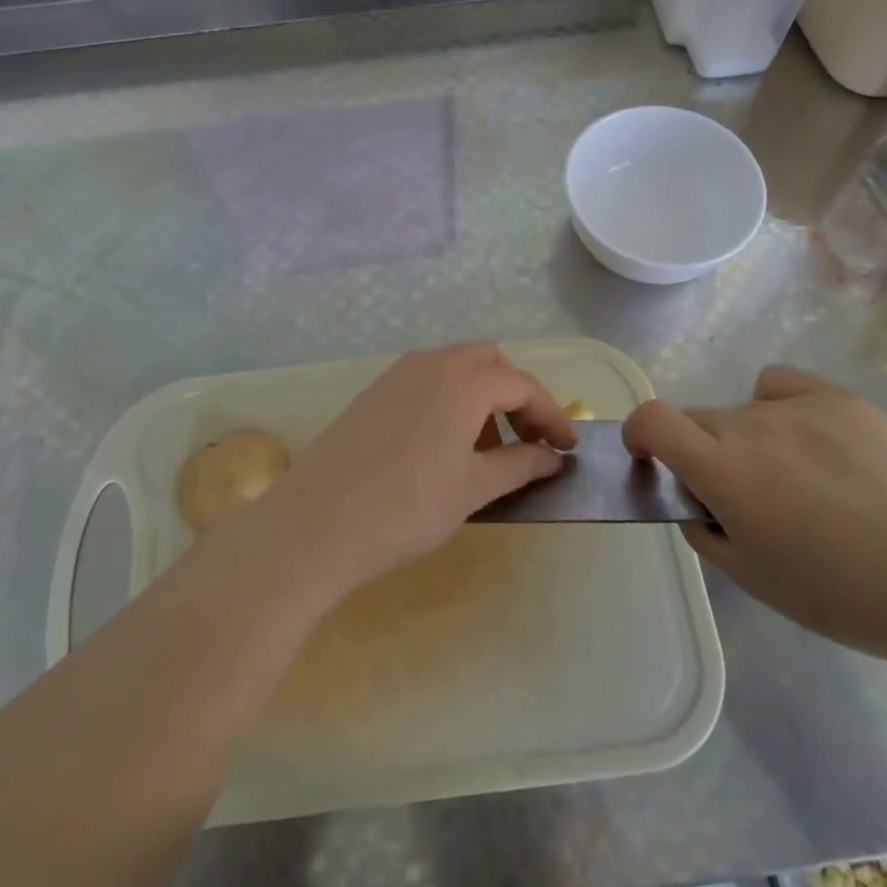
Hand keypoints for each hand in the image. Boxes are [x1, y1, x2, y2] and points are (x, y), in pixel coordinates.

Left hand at [248, 345, 576, 597]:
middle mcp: (431, 363)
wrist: (317, 522)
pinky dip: (451, 401)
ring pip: (456, 370)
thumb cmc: (408, 506)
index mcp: (464, 379)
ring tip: (490, 449)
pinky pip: (427, 382)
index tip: (569, 448)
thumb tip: (551, 456)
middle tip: (531, 441)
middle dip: (517, 397)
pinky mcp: (374, 392)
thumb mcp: (474, 488)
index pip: (523, 386)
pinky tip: (446, 445)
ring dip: (483, 398)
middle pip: (490, 364)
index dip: (552, 416)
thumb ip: (520, 465)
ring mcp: (397, 374)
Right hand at [624, 365, 886, 662]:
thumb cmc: (835, 594)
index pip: (651, 419)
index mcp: (721, 469)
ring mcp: (797, 406)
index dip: (638, 432)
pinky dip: (780, 406)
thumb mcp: (749, 576)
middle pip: (699, 420)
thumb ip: (702, 529)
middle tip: (742, 493)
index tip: (648, 456)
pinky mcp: (839, 398)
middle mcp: (749, 425)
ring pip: (744, 411)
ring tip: (798, 477)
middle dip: (702, 451)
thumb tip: (693, 499)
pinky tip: (812, 439)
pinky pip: (783, 387)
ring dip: (748, 438)